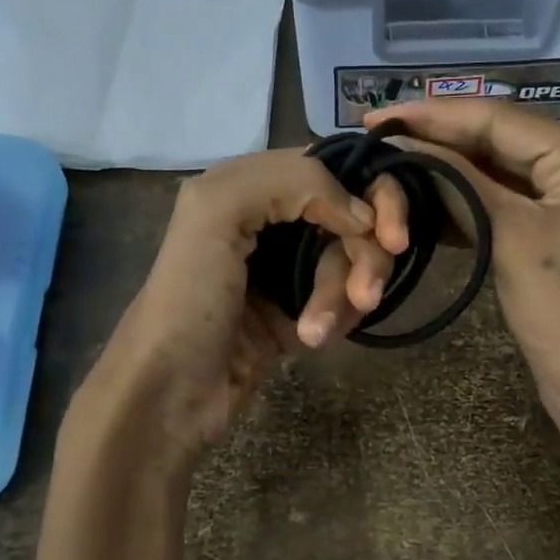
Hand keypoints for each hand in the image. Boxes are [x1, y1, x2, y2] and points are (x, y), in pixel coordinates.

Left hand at [76, 149, 408, 461]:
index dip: (374, 196)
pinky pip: (344, 300)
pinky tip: (312, 340)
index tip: (389, 238)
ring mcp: (289, 267)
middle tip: (365, 296)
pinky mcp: (300, 311)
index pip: (335, 168)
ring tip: (314, 333)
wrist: (169, 391)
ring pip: (352, 262)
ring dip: (343, 296)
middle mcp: (274, 219)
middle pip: (355, 218)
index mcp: (251, 184)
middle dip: (364, 257)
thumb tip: (362, 213)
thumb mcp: (217, 212)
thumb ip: (291, 181)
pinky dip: (338, 316)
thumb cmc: (188, 297)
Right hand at [369, 101, 559, 491]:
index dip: (434, 115)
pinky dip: (466, 200)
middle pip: (501, 140)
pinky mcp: (558, 231)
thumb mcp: (510, 238)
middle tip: (377, 133)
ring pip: (500, 171)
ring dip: (448, 168)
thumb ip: (460, 183)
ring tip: (391, 157)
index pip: (501, 119)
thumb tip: (405, 145)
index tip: (376, 114)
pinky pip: (506, 202)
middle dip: (439, 137)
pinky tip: (423, 194)